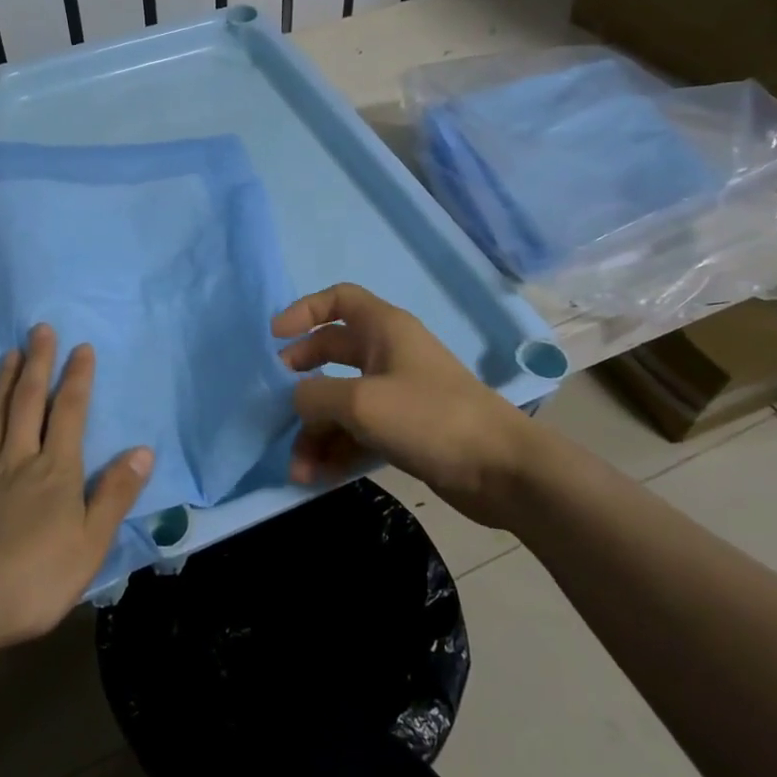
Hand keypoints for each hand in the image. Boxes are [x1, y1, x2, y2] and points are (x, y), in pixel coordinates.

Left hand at [0, 325, 152, 649]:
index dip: (78, 379)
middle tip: (40, 329)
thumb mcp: (91, 544)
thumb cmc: (34, 579)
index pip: (71, 413)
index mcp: (56, 471)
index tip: (81, 348)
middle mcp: (19, 459)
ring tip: (11, 352)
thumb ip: (115, 495)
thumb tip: (142, 451)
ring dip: (5, 382)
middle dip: (39, 363)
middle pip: (30, 402)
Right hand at [274, 282, 530, 527]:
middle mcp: (389, 355)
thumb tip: (296, 401)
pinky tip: (316, 476)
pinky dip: (337, 449)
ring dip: (316, 431)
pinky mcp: (405, 430)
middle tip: (277, 402)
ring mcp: (398, 394)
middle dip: (302, 379)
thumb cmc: (429, 418)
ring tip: (297, 466)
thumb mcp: (360, 402)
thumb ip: (315, 396)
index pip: (338, 299)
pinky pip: (359, 431)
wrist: (501, 470)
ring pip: (342, 401)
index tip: (275, 337)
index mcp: (384, 329)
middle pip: (332, 353)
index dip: (304, 311)